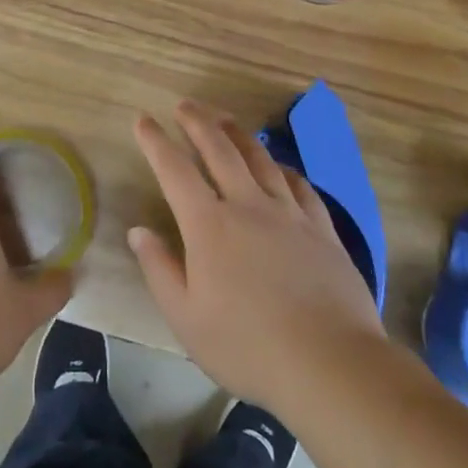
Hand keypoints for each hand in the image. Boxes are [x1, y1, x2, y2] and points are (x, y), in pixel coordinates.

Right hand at [129, 101, 386, 414]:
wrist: (330, 363)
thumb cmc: (248, 346)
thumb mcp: (186, 318)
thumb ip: (159, 269)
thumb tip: (138, 231)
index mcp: (209, 225)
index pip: (175, 170)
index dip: (156, 141)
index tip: (143, 119)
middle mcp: (248, 205)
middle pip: (220, 149)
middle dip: (198, 122)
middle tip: (185, 105)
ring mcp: (289, 213)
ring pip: (260, 159)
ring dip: (238, 134)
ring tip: (225, 119)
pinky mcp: (321, 228)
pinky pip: (298, 185)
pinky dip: (282, 169)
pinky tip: (279, 168)